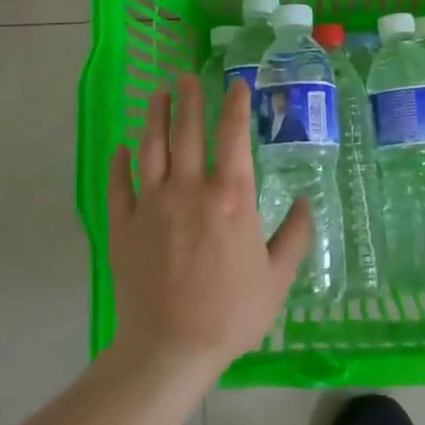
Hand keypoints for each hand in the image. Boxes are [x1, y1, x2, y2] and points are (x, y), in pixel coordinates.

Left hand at [106, 75, 310, 371]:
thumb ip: (294, 235)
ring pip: (150, 149)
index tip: (236, 86)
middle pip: (187, 132)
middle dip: (188, 99)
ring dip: (154, 117)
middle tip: (186, 76)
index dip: (235, 106)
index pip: (232, 137)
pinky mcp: (123, 226)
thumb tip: (305, 202)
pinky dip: (120, 163)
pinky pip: (119, 185)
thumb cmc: (231, 313)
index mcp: (229, 198)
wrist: (170, 347)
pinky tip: (122, 148)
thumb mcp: (277, 278)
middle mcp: (188, 190)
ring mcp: (150, 205)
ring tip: (156, 94)